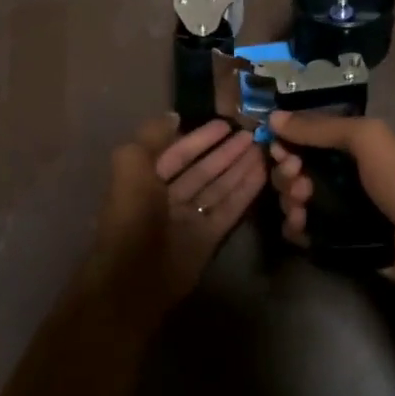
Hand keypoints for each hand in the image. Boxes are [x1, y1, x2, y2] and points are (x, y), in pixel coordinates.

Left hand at [96, 116, 265, 307]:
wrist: (136, 279)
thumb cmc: (132, 218)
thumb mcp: (131, 167)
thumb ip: (150, 138)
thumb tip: (174, 116)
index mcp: (144, 181)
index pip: (177, 153)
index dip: (200, 138)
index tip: (226, 123)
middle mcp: (167, 199)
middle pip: (202, 170)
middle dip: (225, 152)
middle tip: (253, 135)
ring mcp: (189, 219)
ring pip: (217, 188)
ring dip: (239, 168)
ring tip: (263, 150)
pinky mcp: (208, 238)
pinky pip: (228, 209)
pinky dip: (245, 192)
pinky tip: (262, 174)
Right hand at [267, 110, 394, 297]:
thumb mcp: (369, 140)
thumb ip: (322, 128)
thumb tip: (274, 118)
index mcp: (356, 148)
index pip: (308, 139)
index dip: (289, 141)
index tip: (280, 149)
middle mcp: (345, 176)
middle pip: (297, 170)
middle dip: (287, 172)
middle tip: (297, 180)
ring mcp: (340, 211)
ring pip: (296, 201)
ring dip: (289, 200)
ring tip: (302, 206)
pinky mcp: (338, 242)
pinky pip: (304, 233)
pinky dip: (295, 229)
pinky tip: (300, 228)